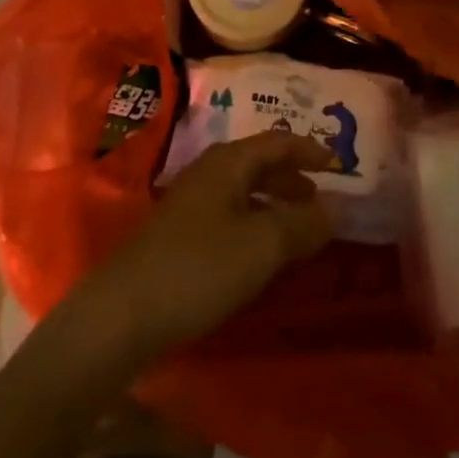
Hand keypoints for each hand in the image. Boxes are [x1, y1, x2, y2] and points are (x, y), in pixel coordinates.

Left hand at [80, 132, 334, 360]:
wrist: (121, 315)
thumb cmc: (197, 269)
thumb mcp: (260, 246)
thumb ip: (301, 225)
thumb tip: (335, 208)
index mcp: (228, 162)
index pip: (277, 142)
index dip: (308, 150)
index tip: (337, 164)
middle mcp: (209, 173)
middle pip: (258, 164)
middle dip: (291, 178)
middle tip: (319, 197)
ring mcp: (190, 204)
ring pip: (243, 191)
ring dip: (273, 203)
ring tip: (297, 227)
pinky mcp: (178, 235)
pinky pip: (229, 215)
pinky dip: (254, 224)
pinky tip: (260, 253)